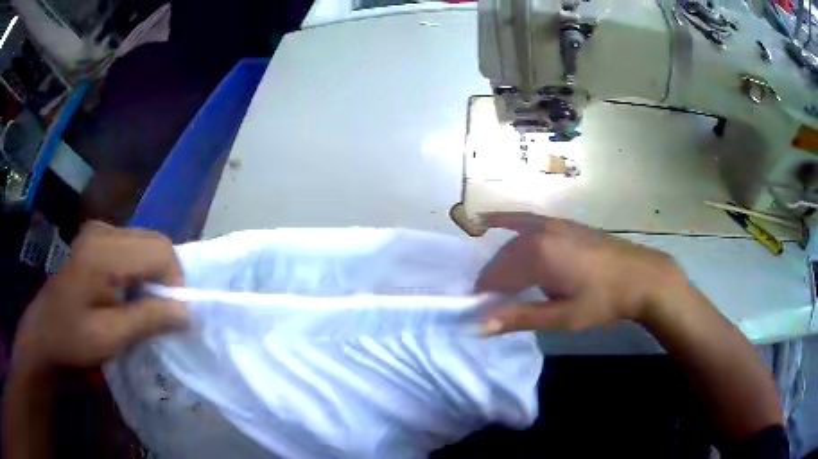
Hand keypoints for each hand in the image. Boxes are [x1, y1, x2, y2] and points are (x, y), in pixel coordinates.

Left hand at [11, 222, 187, 372]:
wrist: (44, 335)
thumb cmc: (71, 340)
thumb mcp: (109, 337)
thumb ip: (147, 319)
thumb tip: (187, 311)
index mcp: (102, 250)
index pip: (159, 250)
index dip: (175, 283)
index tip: (172, 318)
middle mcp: (103, 231)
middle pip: (155, 242)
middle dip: (167, 279)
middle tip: (160, 315)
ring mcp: (99, 232)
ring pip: (146, 245)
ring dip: (154, 277)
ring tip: (144, 308)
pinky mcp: (97, 241)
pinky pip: (133, 250)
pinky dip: (142, 273)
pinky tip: (130, 296)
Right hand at [476, 213, 689, 333]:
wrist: (641, 276)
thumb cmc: (602, 300)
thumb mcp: (562, 316)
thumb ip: (520, 317)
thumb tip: (479, 326)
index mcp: (538, 254)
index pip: (497, 274)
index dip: (486, 293)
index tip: (480, 311)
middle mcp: (539, 232)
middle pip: (504, 257)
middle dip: (494, 280)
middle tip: (492, 303)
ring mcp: (552, 223)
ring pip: (514, 242)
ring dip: (503, 261)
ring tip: (501, 283)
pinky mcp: (562, 223)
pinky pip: (526, 222)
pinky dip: (507, 223)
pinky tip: (490, 221)